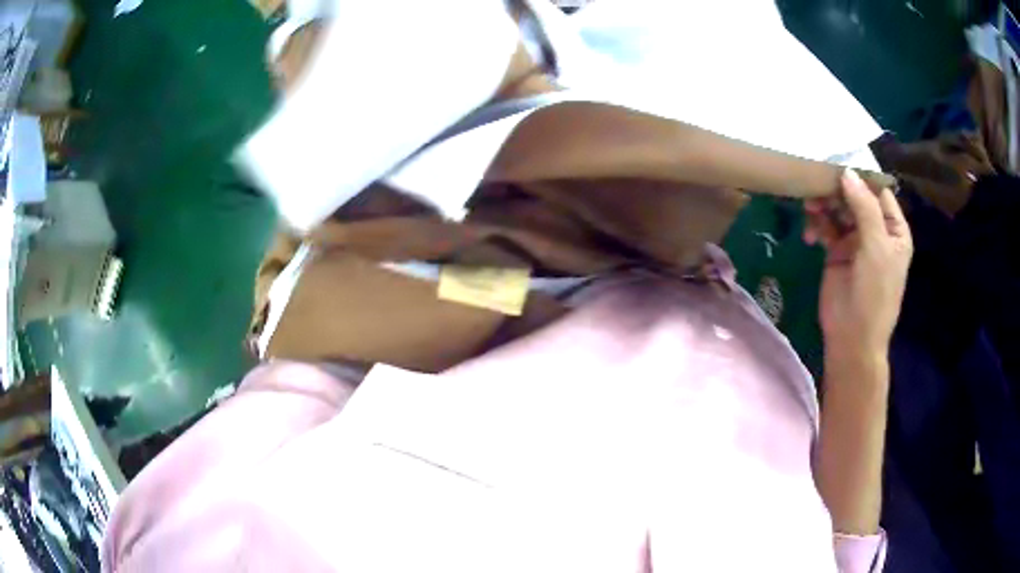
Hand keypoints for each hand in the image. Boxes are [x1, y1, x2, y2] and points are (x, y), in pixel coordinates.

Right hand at [804, 170, 912, 365]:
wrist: (852, 338)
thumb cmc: (874, 295)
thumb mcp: (876, 248)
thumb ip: (864, 208)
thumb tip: (847, 171)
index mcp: (893, 229)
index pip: (878, 191)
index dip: (860, 177)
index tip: (838, 166)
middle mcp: (875, 229)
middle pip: (854, 196)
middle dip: (836, 191)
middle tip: (817, 190)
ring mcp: (855, 240)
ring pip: (838, 209)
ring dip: (824, 206)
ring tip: (810, 211)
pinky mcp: (836, 251)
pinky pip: (825, 227)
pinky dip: (817, 226)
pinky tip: (810, 237)